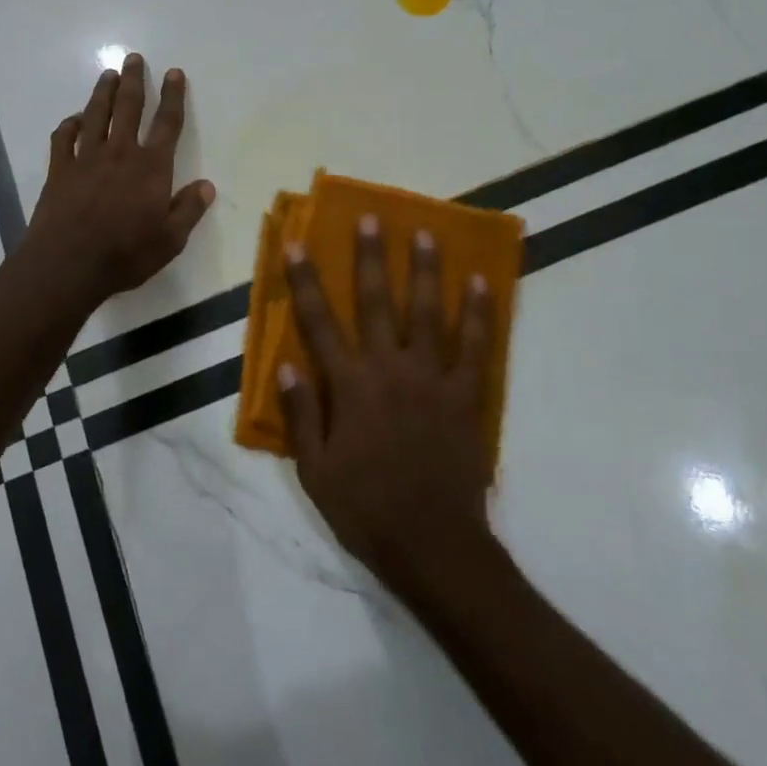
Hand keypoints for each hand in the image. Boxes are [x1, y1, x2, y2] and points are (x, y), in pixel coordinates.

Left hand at [21, 54, 215, 310]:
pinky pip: (63, 138)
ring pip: (95, 115)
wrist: (68, 264)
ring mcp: (86, 159)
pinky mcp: (59, 170)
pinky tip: (73, 120)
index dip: (173, 96)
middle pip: (128, 107)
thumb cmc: (125, 254)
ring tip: (108, 74)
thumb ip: (189, 210)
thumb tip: (207, 185)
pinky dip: (68, 125)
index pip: (167, 123)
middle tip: (134, 58)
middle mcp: (120, 153)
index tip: (175, 73)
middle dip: (134, 81)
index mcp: (151, 167)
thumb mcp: (170, 240)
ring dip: (102, 93)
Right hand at [278, 216, 496, 593]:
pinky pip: (476, 347)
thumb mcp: (315, 471)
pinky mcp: (466, 395)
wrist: (435, 546)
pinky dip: (480, 313)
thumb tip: (285, 367)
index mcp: (350, 386)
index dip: (305, 281)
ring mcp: (433, 379)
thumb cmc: (367, 509)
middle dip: (371, 257)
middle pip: (376, 302)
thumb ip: (302, 415)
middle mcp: (390, 369)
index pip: (320, 323)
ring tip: (426, 234)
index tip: (296, 244)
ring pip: (428, 312)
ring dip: (425, 271)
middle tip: (372, 219)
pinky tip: (482, 284)